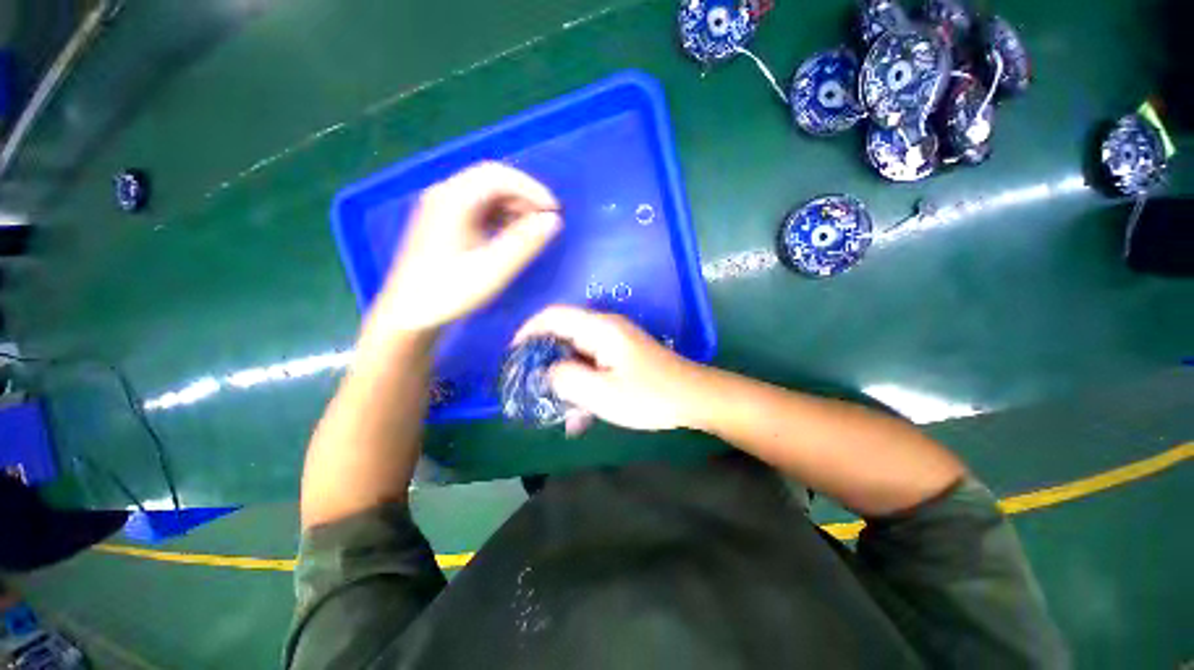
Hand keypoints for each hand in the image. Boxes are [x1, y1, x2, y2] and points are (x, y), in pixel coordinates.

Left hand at [371, 162, 560, 333]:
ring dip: (514, 205)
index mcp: (453, 201)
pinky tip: (511, 234)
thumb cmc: (449, 293)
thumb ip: (524, 243)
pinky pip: (478, 206)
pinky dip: (501, 215)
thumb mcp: (493, 270)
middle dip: (524, 195)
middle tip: (546, 218)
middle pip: (491, 179)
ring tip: (533, 229)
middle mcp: (445, 195)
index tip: (554, 210)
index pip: (499, 176)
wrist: (409, 314)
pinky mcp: (443, 221)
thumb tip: (553, 221)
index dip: (532, 189)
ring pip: (485, 192)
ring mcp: (442, 207)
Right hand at [515, 306, 703, 433]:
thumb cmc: (650, 396)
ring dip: (565, 381)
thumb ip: (567, 380)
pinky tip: (581, 416)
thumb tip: (547, 372)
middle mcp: (605, 329)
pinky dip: (583, 386)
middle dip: (544, 361)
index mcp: (600, 328)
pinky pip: (592, 366)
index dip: (528, 331)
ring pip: (577, 355)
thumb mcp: (603, 393)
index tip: (513, 355)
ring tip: (560, 412)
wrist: (693, 398)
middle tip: (531, 388)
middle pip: (563, 335)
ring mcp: (614, 343)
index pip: (553, 316)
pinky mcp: (621, 357)